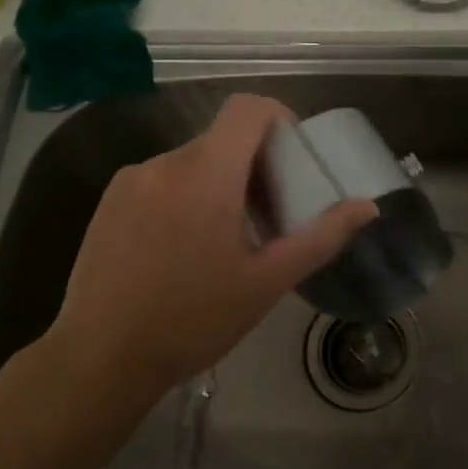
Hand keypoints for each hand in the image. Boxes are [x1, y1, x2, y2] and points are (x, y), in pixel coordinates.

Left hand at [41, 94, 377, 396]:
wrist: (99, 359)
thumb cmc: (192, 321)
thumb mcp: (267, 282)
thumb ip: (321, 237)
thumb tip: (368, 206)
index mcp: (208, 176)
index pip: (247, 109)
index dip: (277, 118)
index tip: (292, 157)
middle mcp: (166, 164)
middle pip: (223, 139)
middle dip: (254, 165)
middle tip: (268, 215)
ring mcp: (132, 180)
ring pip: (192, 161)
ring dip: (218, 183)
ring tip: (224, 239)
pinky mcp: (109, 201)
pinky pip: (161, 179)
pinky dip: (185, 195)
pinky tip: (182, 248)